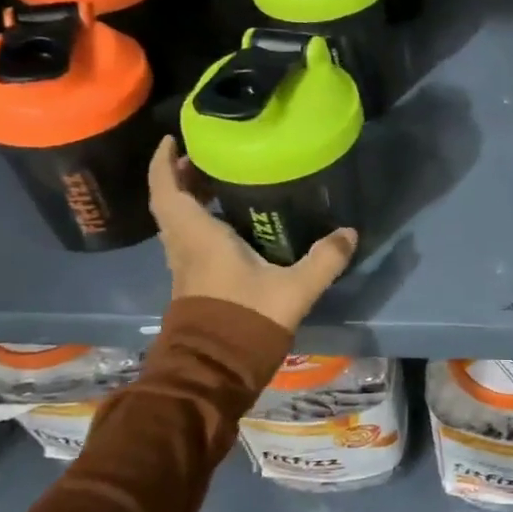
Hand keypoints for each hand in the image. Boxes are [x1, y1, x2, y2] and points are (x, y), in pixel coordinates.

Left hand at [148, 139, 357, 333]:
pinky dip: (201, 223)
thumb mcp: (295, 288)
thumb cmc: (245, 320)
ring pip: (179, 223)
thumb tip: (349, 232)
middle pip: (171, 203)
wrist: (213, 373)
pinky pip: (190, 241)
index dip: (163, 162)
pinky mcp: (194, 285)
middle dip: (183, 176)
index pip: (167, 190)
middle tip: (209, 157)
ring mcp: (185, 268)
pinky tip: (232, 225)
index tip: (172, 139)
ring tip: (222, 183)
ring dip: (191, 200)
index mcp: (198, 237)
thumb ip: (324, 259)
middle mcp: (184, 247)